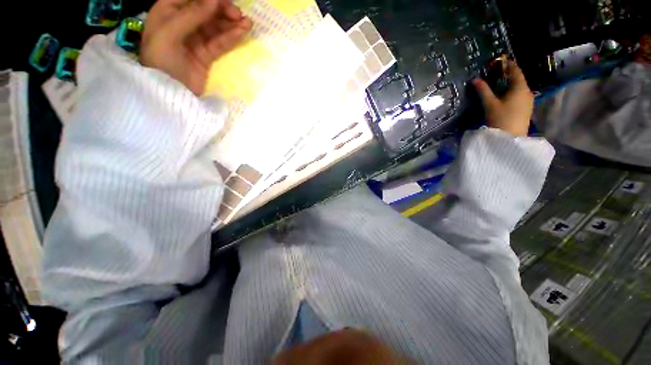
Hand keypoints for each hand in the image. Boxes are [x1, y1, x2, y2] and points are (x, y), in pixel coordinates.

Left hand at [140, 0, 252, 94]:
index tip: (224, 1)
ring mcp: (195, 39)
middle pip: (205, 10)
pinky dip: (231, 37)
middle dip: (222, 9)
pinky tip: (242, 32)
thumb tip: (214, 0)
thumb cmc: (161, 61)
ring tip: (247, 23)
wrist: (169, 94)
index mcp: (167, 11)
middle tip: (238, 14)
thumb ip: (192, 15)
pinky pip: (220, 43)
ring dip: (231, 23)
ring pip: (216, 26)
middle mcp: (182, 22)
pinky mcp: (206, 55)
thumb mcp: (170, 34)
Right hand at [472, 61, 533, 136]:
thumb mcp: (489, 104)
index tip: (501, 60)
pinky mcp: (526, 109)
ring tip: (500, 83)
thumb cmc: (500, 118)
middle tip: (498, 72)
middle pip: (519, 79)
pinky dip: (512, 92)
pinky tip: (505, 96)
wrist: (510, 138)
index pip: (516, 71)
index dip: (509, 65)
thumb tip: (475, 80)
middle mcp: (527, 92)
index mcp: (519, 88)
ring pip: (519, 88)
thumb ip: (483, 91)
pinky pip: (520, 95)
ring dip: (511, 84)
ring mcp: (528, 101)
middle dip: (509, 74)